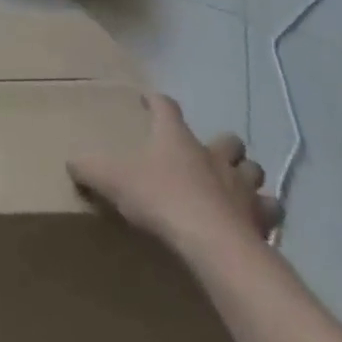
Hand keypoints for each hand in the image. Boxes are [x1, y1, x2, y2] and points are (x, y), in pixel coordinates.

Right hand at [68, 94, 280, 256]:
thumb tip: (72, 161)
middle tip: (207, 155)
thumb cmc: (160, 199)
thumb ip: (89, 168)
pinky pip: (269, 211)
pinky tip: (252, 222)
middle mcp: (213, 155)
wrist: (212, 243)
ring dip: (246, 177)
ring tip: (234, 189)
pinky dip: (263, 214)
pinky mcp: (261, 218)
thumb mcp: (112, 179)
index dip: (157, 101)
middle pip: (227, 140)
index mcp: (176, 138)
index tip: (149, 99)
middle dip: (221, 145)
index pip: (167, 107)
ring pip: (253, 171)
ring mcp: (242, 186)